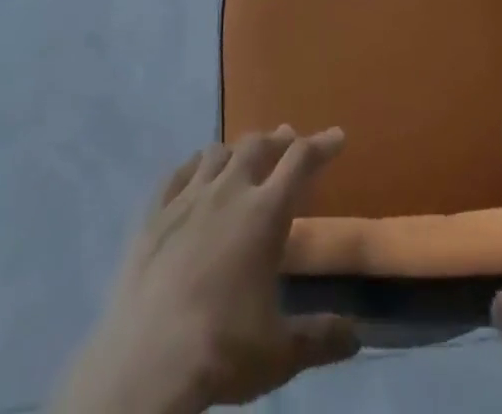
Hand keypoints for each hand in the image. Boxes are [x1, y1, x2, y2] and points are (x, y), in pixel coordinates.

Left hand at [57, 128, 359, 413]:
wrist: (144, 365)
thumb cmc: (221, 351)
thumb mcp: (280, 353)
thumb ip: (321, 338)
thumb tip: (357, 336)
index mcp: (265, 214)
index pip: (301, 161)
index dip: (322, 145)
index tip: (337, 136)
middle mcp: (229, 192)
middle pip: (258, 146)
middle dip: (278, 140)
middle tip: (289, 141)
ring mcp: (187, 199)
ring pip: (217, 153)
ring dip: (237, 149)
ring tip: (244, 155)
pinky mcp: (153, 215)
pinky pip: (178, 173)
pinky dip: (195, 165)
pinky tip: (196, 171)